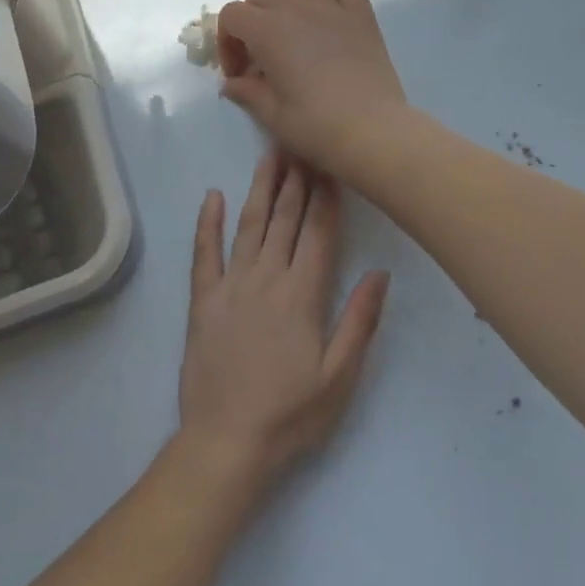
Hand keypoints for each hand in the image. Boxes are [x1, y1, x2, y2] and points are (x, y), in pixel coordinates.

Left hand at [178, 152, 390, 493]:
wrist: (227, 442)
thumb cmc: (290, 414)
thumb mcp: (339, 376)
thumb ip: (360, 321)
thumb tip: (381, 273)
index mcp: (303, 295)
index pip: (320, 233)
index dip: (327, 196)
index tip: (332, 164)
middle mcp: (267, 279)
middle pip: (286, 219)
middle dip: (297, 180)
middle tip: (302, 143)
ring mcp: (231, 286)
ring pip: (250, 226)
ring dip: (261, 189)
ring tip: (270, 155)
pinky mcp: (203, 300)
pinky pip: (204, 253)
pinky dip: (208, 223)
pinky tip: (213, 196)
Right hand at [216, 0, 409, 178]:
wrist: (374, 130)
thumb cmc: (316, 126)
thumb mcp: (272, 115)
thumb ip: (247, 93)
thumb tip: (232, 84)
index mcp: (268, 31)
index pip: (232, 15)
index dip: (227, 42)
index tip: (239, 73)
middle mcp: (297, 8)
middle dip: (253, 19)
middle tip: (262, 54)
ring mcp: (332, 7)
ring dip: (288, 0)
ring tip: (294, 31)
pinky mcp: (362, 15)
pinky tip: (329, 22)